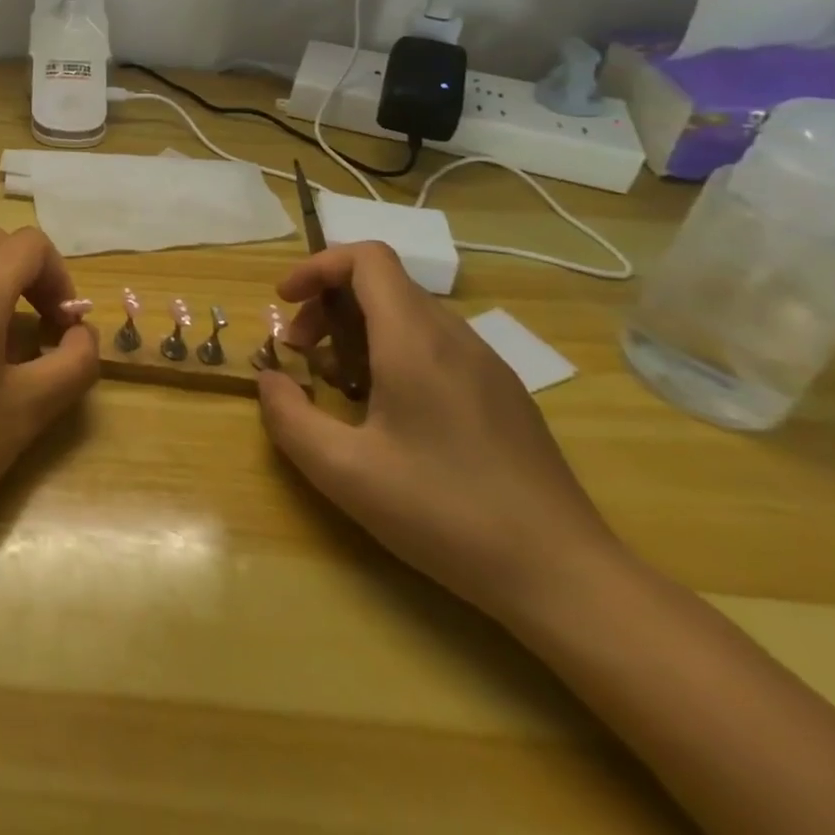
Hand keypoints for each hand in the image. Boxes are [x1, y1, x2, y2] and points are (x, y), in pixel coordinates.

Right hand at [258, 241, 623, 625]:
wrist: (565, 576)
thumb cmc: (446, 514)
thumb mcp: (344, 472)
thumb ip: (289, 417)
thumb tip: (269, 379)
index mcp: (414, 341)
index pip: (366, 258)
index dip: (317, 266)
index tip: (285, 302)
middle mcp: (453, 337)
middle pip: (381, 283)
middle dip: (327, 304)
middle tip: (301, 354)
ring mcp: (486, 364)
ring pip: (408, 313)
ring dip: (358, 329)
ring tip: (339, 384)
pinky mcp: (503, 393)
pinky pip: (435, 344)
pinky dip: (393, 351)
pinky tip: (389, 412)